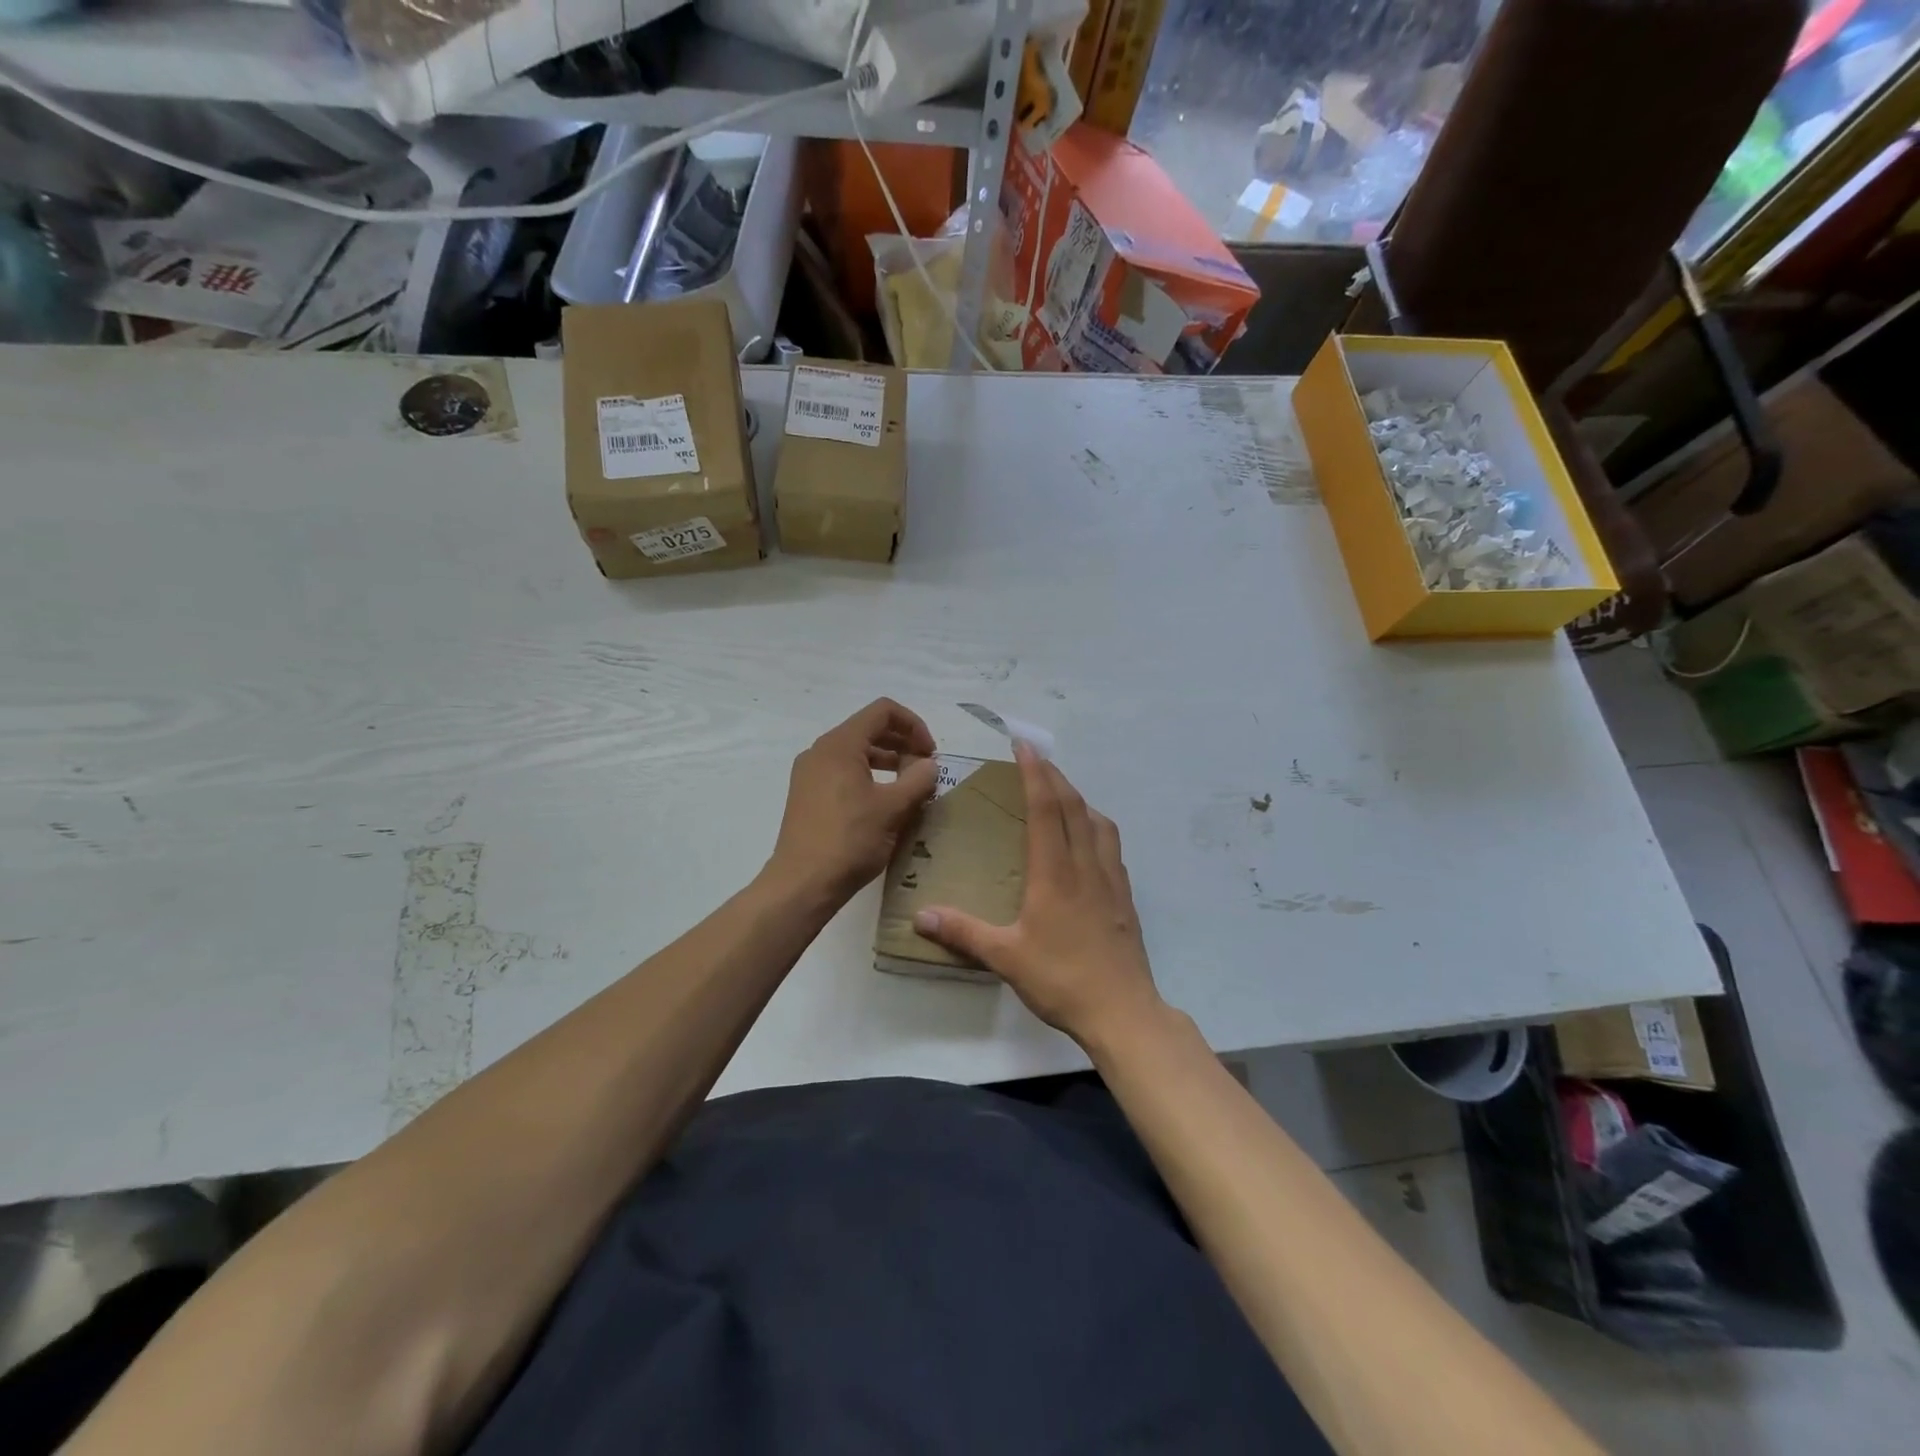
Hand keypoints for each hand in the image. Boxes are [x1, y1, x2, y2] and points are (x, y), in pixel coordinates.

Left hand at [766, 699, 939, 904]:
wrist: (802, 884)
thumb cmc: (850, 840)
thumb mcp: (894, 808)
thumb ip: (918, 780)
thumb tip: (929, 765)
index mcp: (840, 744)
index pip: (883, 711)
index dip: (914, 725)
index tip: (930, 754)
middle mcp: (821, 751)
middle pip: (869, 729)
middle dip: (902, 743)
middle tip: (925, 770)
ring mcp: (810, 774)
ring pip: (856, 752)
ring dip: (888, 761)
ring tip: (910, 786)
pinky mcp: (807, 796)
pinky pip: (843, 772)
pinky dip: (869, 776)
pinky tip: (885, 802)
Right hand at [912, 742, 1162, 1044]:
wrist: (1123, 1011)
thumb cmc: (1062, 980)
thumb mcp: (1005, 958)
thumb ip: (963, 932)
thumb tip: (921, 915)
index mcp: (1055, 873)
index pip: (1046, 809)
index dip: (1035, 774)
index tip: (1025, 746)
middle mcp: (1086, 866)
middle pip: (1073, 806)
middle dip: (1055, 776)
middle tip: (1036, 759)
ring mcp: (1111, 880)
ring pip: (1097, 822)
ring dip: (1078, 798)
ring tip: (1061, 794)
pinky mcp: (1124, 897)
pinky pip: (1110, 846)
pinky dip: (1096, 826)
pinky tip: (1088, 841)